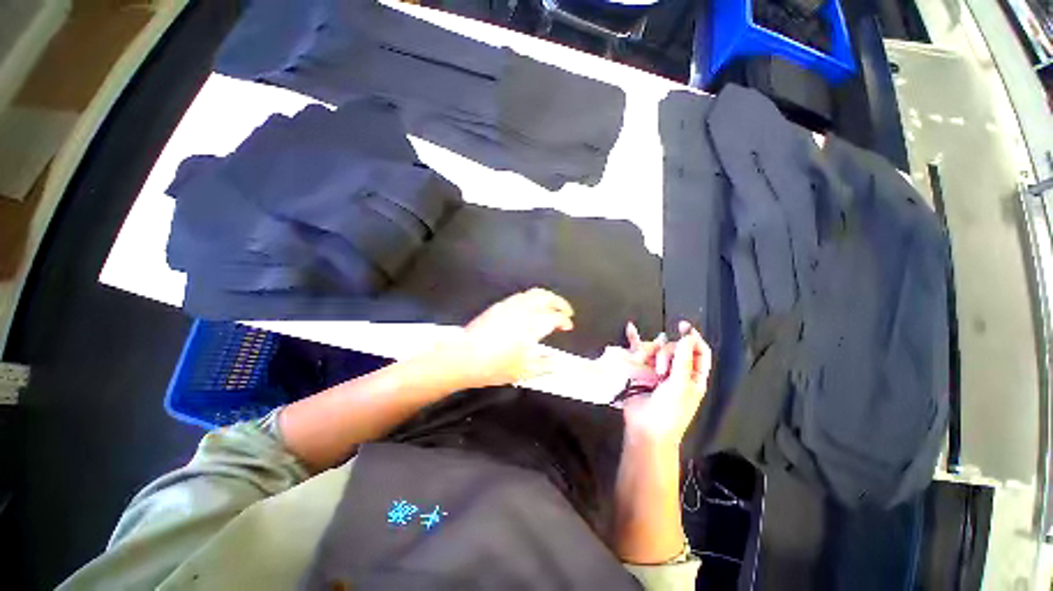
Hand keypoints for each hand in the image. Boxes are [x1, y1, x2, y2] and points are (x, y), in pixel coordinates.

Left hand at [450, 288, 574, 388]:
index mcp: (532, 325)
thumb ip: (545, 366)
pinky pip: (519, 297)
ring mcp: (509, 306)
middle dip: (558, 301)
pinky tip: (528, 311)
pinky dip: (530, 300)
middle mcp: (522, 310)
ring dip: (544, 299)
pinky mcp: (497, 307)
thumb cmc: (495, 366)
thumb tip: (557, 363)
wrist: (465, 357)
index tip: (568, 325)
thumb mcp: (524, 371)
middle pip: (545, 296)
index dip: (564, 320)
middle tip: (565, 310)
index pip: (555, 317)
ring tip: (548, 308)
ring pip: (531, 294)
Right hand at [621, 321, 711, 448]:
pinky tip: (630, 329)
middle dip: (668, 354)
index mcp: (694, 377)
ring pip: (658, 350)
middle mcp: (678, 372)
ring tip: (651, 371)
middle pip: (676, 348)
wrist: (646, 428)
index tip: (682, 326)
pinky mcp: (642, 371)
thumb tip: (687, 336)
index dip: (694, 338)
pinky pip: (640, 353)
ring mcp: (659, 371)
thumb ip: (683, 360)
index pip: (700, 352)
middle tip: (662, 371)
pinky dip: (636, 342)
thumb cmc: (669, 411)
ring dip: (654, 353)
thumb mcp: (680, 386)